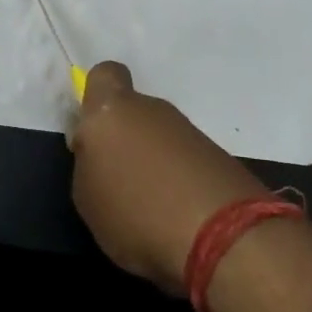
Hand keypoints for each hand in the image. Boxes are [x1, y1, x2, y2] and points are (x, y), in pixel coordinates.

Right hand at [68, 61, 265, 293]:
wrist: (223, 236)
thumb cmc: (137, 213)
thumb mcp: (87, 199)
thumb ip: (88, 164)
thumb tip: (98, 153)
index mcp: (111, 110)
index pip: (104, 75)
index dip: (96, 98)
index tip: (93, 135)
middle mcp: (151, 108)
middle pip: (133, 112)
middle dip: (126, 140)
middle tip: (120, 182)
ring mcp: (188, 129)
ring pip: (160, 137)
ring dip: (154, 163)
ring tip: (151, 208)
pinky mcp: (217, 154)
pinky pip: (185, 160)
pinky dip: (180, 180)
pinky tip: (178, 216)